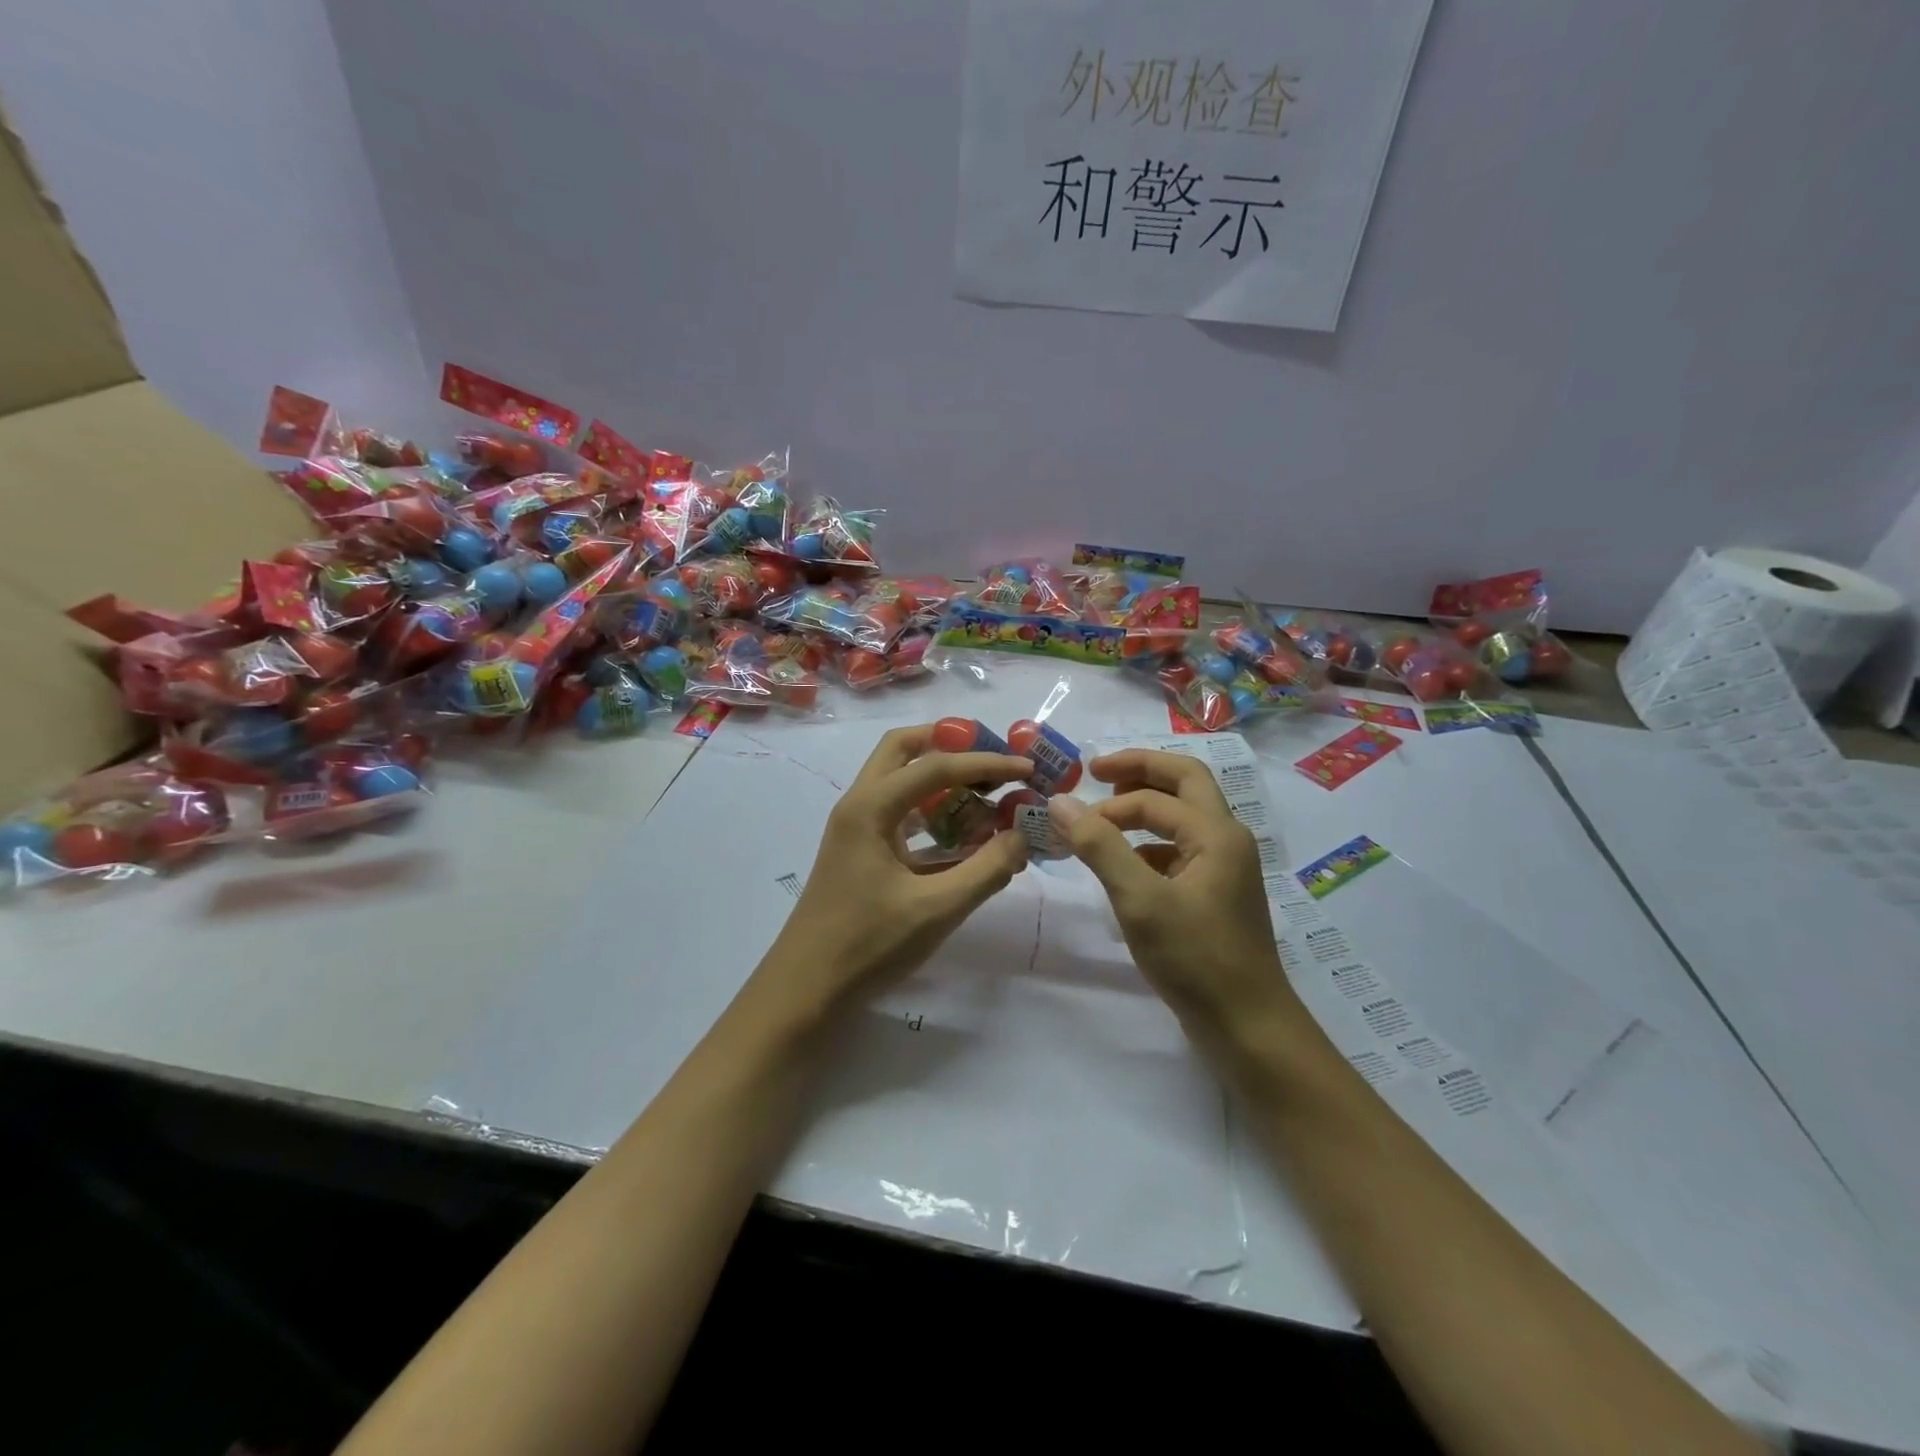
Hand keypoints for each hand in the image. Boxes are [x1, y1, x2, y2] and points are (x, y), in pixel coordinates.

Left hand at [755, 725, 1033, 1018]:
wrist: (805, 989)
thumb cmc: (867, 945)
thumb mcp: (936, 909)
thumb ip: (986, 869)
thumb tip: (1024, 836)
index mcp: (870, 808)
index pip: (936, 766)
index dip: (986, 763)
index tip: (1027, 767)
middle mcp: (859, 805)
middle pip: (903, 750)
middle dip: (950, 745)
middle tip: (992, 759)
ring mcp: (856, 828)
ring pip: (900, 781)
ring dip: (941, 779)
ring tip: (987, 793)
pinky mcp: (861, 852)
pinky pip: (900, 815)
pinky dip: (933, 813)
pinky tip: (965, 836)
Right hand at [1049, 749, 1306, 1061]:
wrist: (1247, 1026)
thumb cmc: (1195, 959)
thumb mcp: (1139, 900)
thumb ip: (1100, 846)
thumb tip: (1060, 801)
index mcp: (1217, 833)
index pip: (1154, 799)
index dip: (1108, 806)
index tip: (1069, 823)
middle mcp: (1227, 839)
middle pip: (1185, 782)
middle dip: (1140, 771)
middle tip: (1098, 771)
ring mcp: (1225, 866)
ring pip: (1185, 816)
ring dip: (1146, 807)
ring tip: (1105, 818)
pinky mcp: (1216, 893)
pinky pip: (1182, 849)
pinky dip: (1151, 845)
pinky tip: (1126, 867)